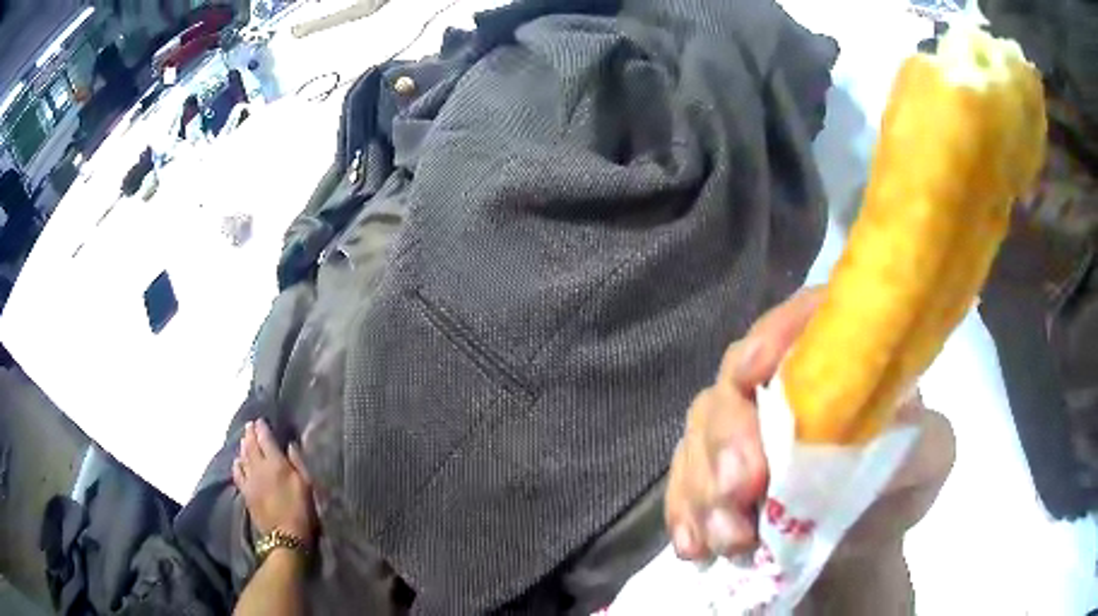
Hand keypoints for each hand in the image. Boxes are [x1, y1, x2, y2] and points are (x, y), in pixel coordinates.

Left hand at [233, 419, 317, 546]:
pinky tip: (238, 461)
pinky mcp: (246, 493)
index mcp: (276, 463)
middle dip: (250, 433)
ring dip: (243, 446)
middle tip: (249, 425)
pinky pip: (237, 473)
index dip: (262, 428)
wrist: (286, 537)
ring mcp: (250, 480)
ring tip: (244, 439)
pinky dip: (237, 464)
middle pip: (251, 445)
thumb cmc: (302, 510)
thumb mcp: (307, 485)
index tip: (260, 420)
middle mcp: (259, 467)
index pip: (265, 439)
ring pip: (243, 456)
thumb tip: (289, 445)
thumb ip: (298, 462)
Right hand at [664, 288, 954, 562]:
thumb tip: (876, 443)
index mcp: (839, 362)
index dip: (776, 332)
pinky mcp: (714, 470)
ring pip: (700, 430)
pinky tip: (695, 547)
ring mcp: (742, 427)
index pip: (805, 320)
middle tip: (739, 488)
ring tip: (729, 541)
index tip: (756, 372)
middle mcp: (782, 384)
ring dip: (705, 486)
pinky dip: (684, 510)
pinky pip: (682, 478)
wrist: (854, 546)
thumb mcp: (931, 462)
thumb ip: (919, 444)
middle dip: (729, 434)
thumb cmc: (897, 490)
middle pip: (736, 379)